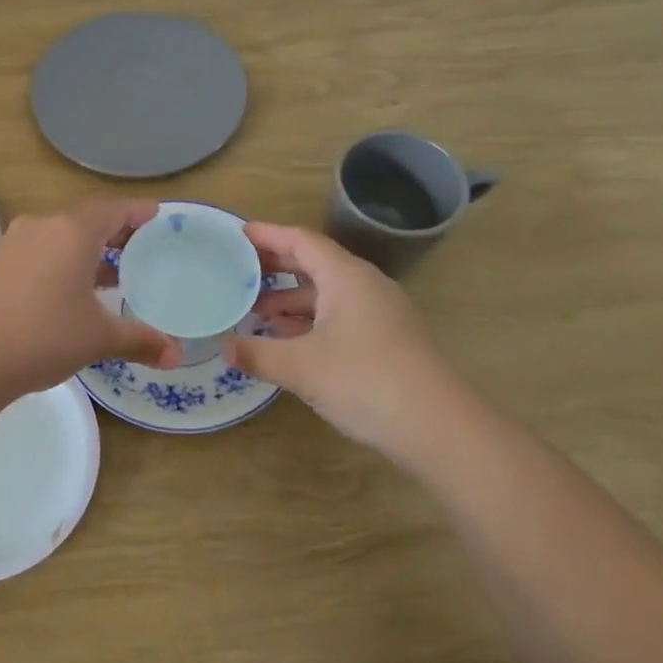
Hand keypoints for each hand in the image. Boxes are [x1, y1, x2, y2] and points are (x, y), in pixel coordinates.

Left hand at [0, 201, 182, 395]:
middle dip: (115, 232)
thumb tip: (176, 355)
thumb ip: (139, 340)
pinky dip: (63, 262)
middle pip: (87, 220)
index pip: (114, 209)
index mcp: (73, 231)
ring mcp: (14, 243)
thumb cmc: (42, 335)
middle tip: (141, 247)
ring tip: (112, 274)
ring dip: (87, 250)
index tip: (158, 215)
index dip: (138, 211)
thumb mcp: (98, 338)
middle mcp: (43, 226)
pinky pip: (40, 252)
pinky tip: (70, 292)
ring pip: (61, 236)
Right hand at [223, 223, 458, 457]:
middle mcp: (365, 285)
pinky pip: (340, 315)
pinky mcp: (387, 339)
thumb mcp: (301, 367)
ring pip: (327, 293)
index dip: (268, 235)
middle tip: (238, 271)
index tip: (238, 235)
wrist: (437, 427)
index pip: (301, 241)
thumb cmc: (364, 381)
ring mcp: (380, 313)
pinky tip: (288, 340)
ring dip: (291, 299)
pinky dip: (310, 320)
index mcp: (346, 276)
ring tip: (256, 312)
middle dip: (276, 267)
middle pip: (315, 263)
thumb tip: (225, 346)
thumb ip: (258, 353)